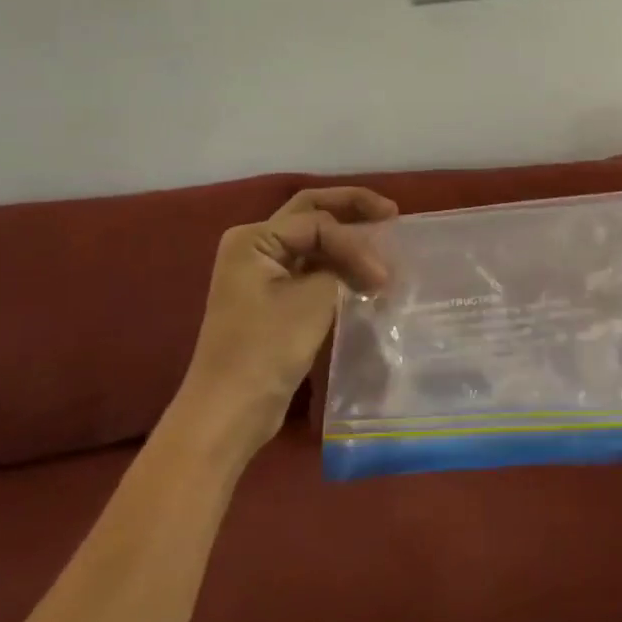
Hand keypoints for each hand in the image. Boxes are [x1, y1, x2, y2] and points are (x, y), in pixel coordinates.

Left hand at [177, 186, 397, 451]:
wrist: (229, 412)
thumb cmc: (266, 350)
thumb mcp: (313, 300)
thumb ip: (344, 268)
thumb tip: (373, 264)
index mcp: (254, 238)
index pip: (318, 223)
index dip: (355, 243)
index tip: (384, 276)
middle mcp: (254, 245)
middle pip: (312, 213)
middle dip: (352, 209)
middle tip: (392, 213)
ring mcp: (261, 271)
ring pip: (312, 239)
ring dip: (347, 238)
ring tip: (384, 238)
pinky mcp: (272, 297)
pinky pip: (310, 265)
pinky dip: (338, 263)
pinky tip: (363, 270)